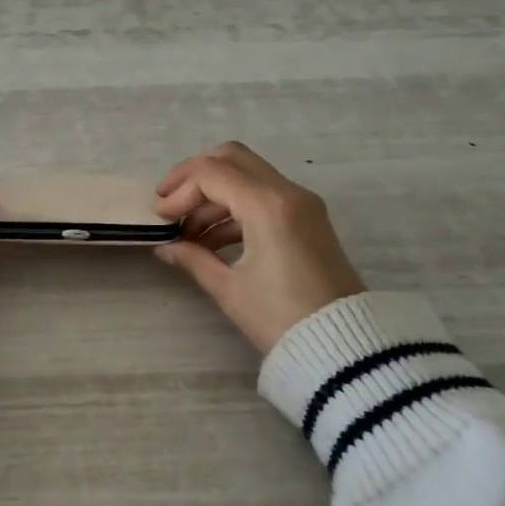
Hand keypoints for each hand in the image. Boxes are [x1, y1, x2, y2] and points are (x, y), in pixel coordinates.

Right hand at [153, 142, 365, 352]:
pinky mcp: (308, 219)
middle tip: (170, 203)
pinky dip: (234, 206)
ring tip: (188, 234)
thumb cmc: (280, 318)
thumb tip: (166, 246)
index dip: (178, 191)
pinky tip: (212, 240)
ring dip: (213, 195)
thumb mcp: (229, 289)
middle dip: (194, 177)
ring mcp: (302, 204)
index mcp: (268, 205)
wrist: (344, 347)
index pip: (211, 174)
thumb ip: (193, 258)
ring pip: (247, 175)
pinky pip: (263, 196)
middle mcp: (288, 192)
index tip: (160, 218)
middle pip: (231, 158)